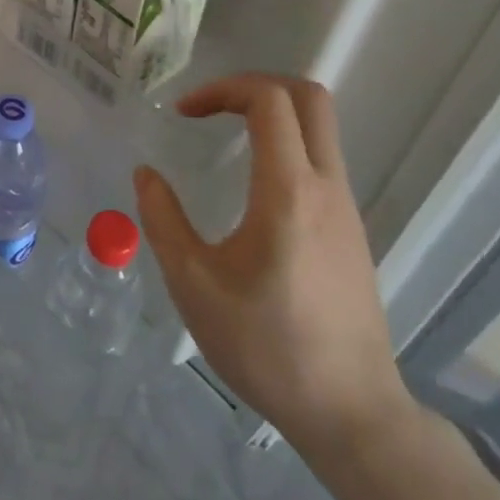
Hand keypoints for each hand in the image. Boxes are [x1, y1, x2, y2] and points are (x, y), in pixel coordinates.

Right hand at [133, 74, 412, 458]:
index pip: (269, 100)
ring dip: (270, 115)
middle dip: (254, 85)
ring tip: (223, 139)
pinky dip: (285, 146)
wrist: (352, 414)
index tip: (184, 114)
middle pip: (308, 97)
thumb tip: (146, 174)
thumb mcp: (193, 283)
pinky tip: (252, 188)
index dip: (222, 88)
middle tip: (210, 108)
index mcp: (288, 190)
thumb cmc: (267, 346)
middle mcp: (325, 187)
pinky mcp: (351, 231)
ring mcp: (346, 208)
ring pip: (319, 128)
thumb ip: (163, 219)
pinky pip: (320, 161)